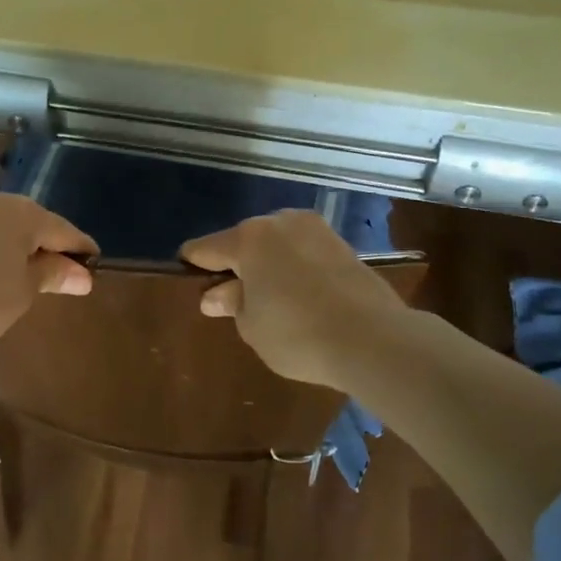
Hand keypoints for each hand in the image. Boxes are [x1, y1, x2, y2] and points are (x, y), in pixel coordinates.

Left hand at [0, 190, 97, 357]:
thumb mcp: (23, 292)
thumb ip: (52, 275)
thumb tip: (82, 274)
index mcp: (21, 212)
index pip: (62, 228)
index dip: (80, 247)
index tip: (94, 262)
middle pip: (26, 220)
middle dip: (43, 242)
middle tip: (57, 268)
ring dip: (7, 243)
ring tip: (14, 270)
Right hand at [180, 210, 409, 389]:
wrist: (373, 338)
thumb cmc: (297, 333)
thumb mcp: (252, 325)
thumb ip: (231, 304)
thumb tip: (216, 295)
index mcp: (249, 238)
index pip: (207, 247)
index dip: (194, 263)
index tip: (186, 275)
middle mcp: (281, 222)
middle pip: (244, 241)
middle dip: (236, 264)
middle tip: (232, 296)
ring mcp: (316, 230)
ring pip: (277, 244)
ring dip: (268, 264)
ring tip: (269, 297)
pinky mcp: (343, 245)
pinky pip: (304, 253)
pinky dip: (295, 268)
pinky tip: (299, 295)